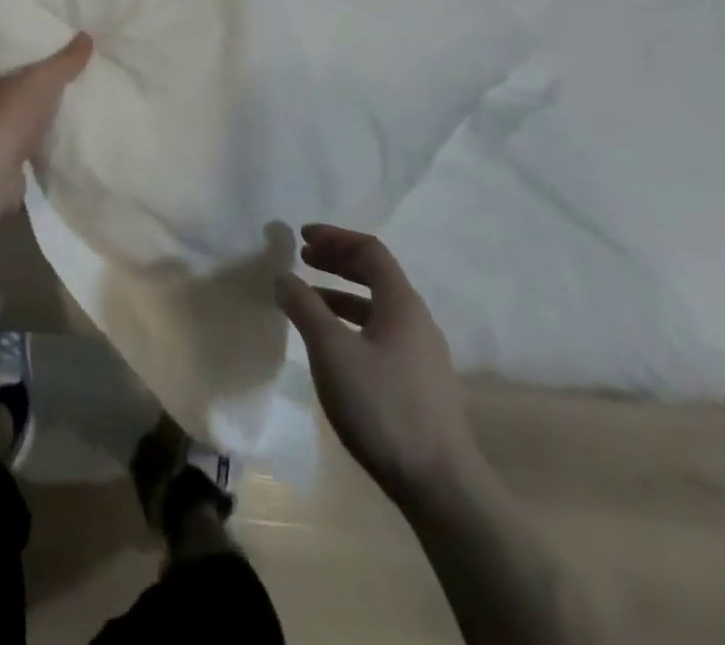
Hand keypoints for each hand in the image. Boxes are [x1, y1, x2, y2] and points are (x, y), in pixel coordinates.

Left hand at [0, 33, 93, 207]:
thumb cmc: (13, 113)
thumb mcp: (44, 78)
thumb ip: (65, 60)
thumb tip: (86, 36)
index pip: (0, 61)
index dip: (20, 56)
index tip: (40, 51)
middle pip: (10, 89)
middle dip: (31, 85)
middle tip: (58, 77)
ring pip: (16, 116)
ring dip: (34, 114)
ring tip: (61, 105)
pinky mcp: (2, 159)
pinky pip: (25, 141)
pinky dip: (38, 138)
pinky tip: (56, 135)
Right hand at [278, 225, 479, 501]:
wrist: (441, 487)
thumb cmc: (383, 406)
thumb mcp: (332, 351)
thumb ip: (305, 308)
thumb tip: (283, 276)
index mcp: (402, 304)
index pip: (369, 250)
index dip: (335, 237)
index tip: (302, 237)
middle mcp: (417, 321)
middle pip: (376, 275)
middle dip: (337, 262)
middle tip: (304, 258)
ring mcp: (422, 355)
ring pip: (377, 308)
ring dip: (342, 295)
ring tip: (309, 301)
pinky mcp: (420, 385)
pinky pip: (381, 335)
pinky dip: (353, 324)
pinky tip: (333, 347)